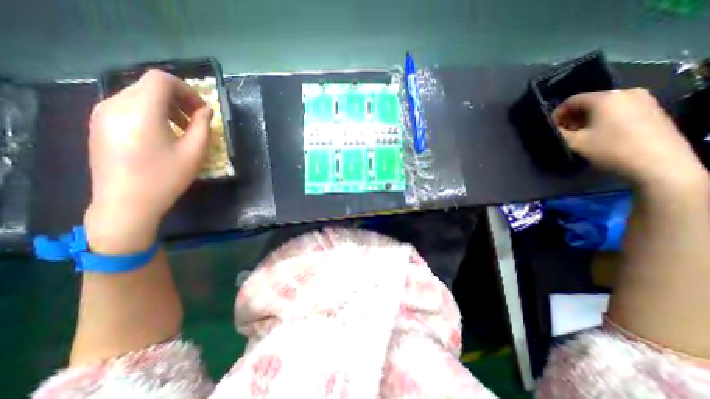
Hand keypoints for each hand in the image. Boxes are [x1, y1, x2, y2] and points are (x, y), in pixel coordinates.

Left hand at [83, 71, 209, 254]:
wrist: (127, 203)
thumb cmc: (166, 177)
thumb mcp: (194, 152)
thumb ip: (202, 126)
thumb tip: (206, 110)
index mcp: (140, 109)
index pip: (162, 80)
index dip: (187, 90)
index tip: (202, 109)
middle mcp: (115, 104)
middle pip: (150, 86)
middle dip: (179, 98)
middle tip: (197, 119)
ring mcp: (102, 114)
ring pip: (139, 96)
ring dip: (166, 106)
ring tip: (183, 128)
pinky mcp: (99, 125)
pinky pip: (128, 107)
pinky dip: (151, 113)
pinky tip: (164, 134)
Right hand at [554, 88, 702, 191]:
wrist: (658, 162)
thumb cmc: (610, 149)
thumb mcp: (575, 143)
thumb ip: (558, 133)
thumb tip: (553, 129)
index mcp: (605, 98)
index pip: (572, 100)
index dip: (557, 113)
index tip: (551, 128)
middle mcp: (626, 93)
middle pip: (590, 102)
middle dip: (573, 117)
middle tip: (565, 132)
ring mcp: (644, 100)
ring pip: (605, 107)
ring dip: (588, 119)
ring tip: (581, 135)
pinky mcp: (653, 110)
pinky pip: (620, 111)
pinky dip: (604, 120)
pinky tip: (601, 135)